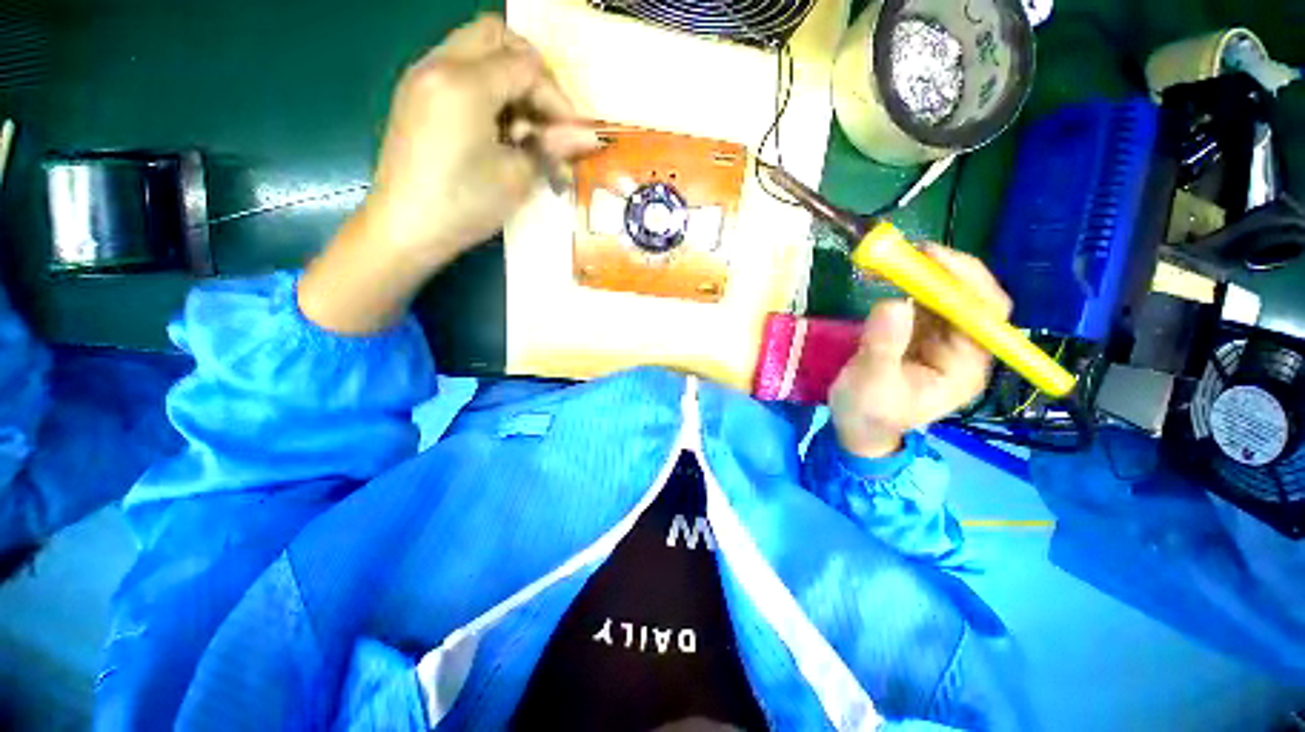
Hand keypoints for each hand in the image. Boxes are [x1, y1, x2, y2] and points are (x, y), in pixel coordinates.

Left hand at [364, 13, 600, 264]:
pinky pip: (458, 67)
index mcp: (464, 83)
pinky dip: (485, 86)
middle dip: (531, 70)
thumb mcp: (516, 178)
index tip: (571, 134)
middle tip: (546, 115)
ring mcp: (422, 76)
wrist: (405, 228)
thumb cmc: (464, 206)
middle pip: (496, 35)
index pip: (526, 66)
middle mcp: (439, 64)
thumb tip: (588, 136)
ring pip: (475, 47)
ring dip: (507, 77)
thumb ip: (552, 147)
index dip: (557, 98)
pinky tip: (496, 127)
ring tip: (522, 127)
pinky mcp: (415, 94)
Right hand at [829, 245, 1012, 458]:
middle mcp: (963, 349)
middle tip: (908, 251)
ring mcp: (941, 339)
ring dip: (921, 274)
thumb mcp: (872, 383)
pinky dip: (905, 285)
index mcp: (966, 367)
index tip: (931, 258)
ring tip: (889, 262)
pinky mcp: (919, 334)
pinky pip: (921, 301)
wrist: (856, 428)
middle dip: (942, 271)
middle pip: (969, 298)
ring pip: (944, 295)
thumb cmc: (868, 414)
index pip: (985, 316)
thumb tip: (894, 302)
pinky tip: (885, 277)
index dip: (965, 282)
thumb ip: (883, 346)